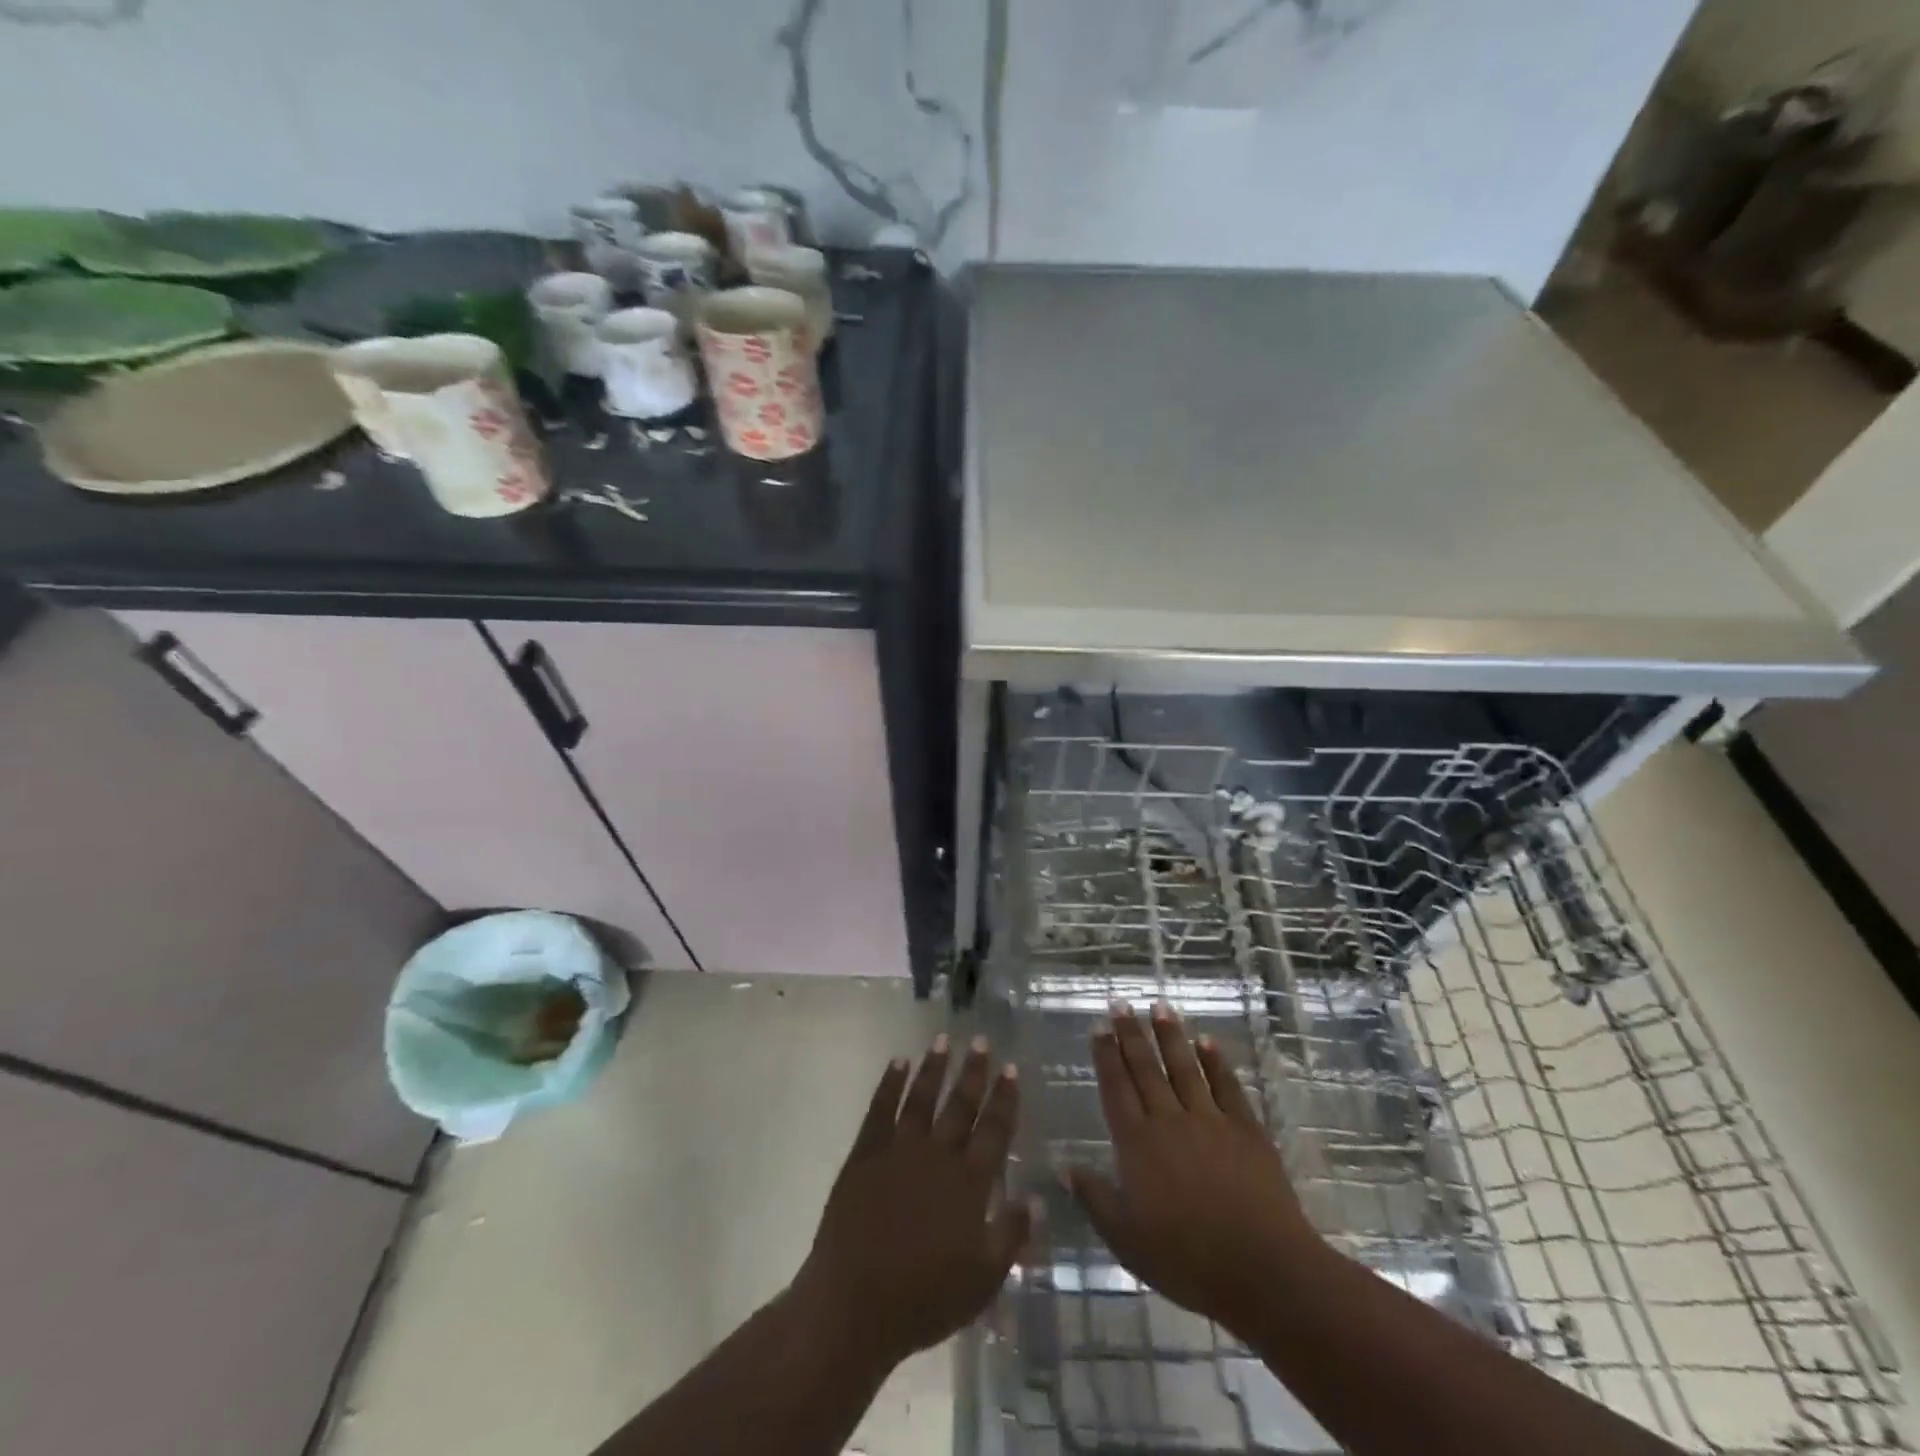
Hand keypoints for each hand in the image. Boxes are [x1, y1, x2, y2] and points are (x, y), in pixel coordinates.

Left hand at [793, 1034, 1030, 1372]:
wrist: (854, 1304)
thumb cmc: (924, 1299)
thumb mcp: (983, 1280)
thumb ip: (1011, 1235)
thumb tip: (1036, 1197)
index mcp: (969, 1183)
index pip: (994, 1130)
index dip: (1004, 1099)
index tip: (1011, 1069)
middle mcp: (938, 1155)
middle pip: (960, 1105)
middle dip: (974, 1072)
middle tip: (982, 1041)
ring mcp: (899, 1150)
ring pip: (922, 1098)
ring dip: (934, 1067)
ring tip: (944, 1039)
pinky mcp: (865, 1154)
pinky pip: (880, 1109)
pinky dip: (890, 1083)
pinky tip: (898, 1062)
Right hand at [1068, 1002, 1323, 1340]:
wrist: (1263, 1269)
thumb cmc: (1187, 1260)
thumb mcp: (1126, 1239)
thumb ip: (1094, 1198)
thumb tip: (1063, 1165)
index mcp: (1137, 1144)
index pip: (1116, 1088)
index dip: (1106, 1056)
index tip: (1099, 1026)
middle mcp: (1169, 1120)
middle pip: (1146, 1069)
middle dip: (1131, 1034)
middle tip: (1121, 1003)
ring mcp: (1209, 1120)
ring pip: (1184, 1068)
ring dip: (1170, 1036)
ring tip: (1160, 1006)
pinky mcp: (1245, 1129)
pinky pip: (1226, 1086)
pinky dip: (1215, 1061)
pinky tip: (1207, 1041)